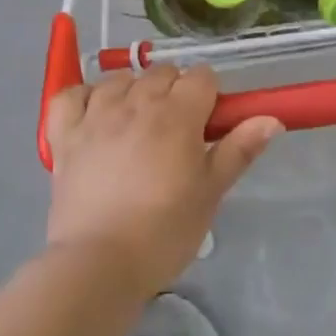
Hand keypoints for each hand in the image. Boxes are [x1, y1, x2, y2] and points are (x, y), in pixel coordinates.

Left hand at [44, 64, 281, 295]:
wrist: (99, 262)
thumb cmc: (165, 231)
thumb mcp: (210, 193)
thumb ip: (239, 150)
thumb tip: (271, 119)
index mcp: (177, 115)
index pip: (201, 77)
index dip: (210, 95)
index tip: (210, 123)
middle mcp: (135, 103)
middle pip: (161, 73)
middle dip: (175, 90)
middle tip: (179, 130)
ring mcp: (94, 116)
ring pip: (118, 79)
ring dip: (133, 90)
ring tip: (138, 123)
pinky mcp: (64, 135)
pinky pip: (70, 95)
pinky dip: (84, 96)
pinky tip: (95, 113)